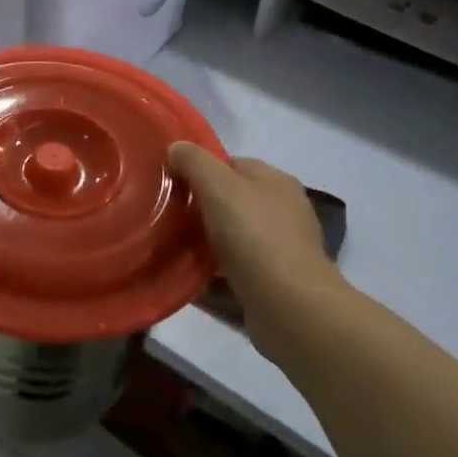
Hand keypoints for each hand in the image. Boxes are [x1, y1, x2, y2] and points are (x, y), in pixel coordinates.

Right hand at [169, 142, 343, 354]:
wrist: (290, 308)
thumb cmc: (255, 236)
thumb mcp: (218, 186)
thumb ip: (194, 162)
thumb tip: (176, 148)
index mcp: (276, 181)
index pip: (233, 164)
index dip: (201, 170)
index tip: (171, 183)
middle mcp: (284, 211)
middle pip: (232, 201)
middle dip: (201, 208)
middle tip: (167, 216)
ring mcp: (281, 250)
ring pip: (232, 237)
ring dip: (204, 242)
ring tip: (170, 248)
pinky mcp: (274, 285)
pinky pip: (234, 271)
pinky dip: (212, 274)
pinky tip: (187, 279)